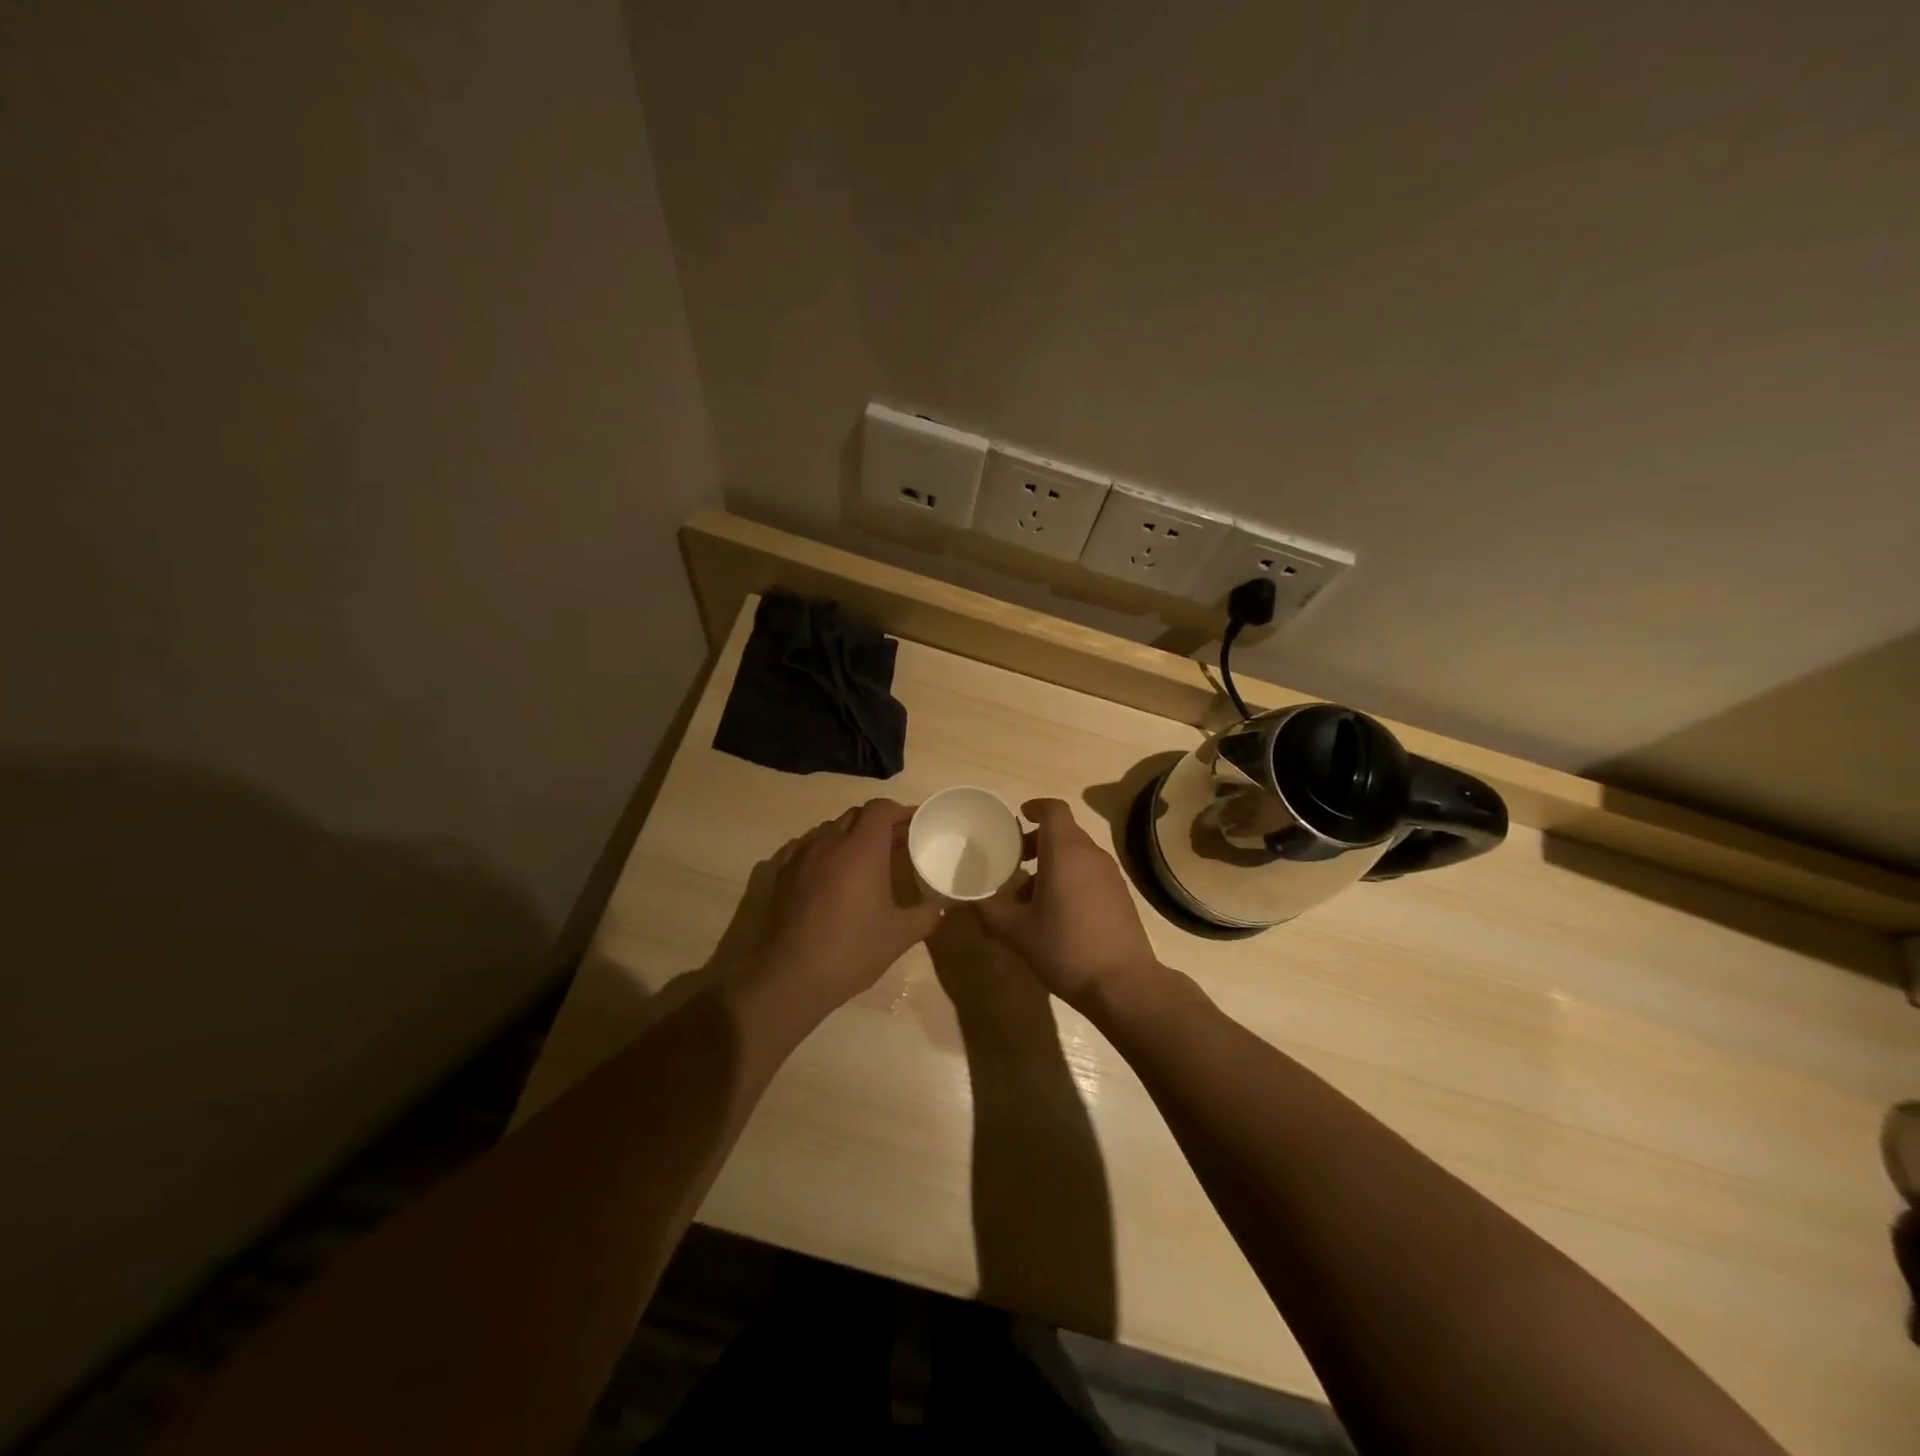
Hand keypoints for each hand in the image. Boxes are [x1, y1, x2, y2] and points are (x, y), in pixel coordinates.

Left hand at [740, 799, 942, 1020]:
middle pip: (856, 815)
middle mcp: (830, 842)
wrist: (792, 976)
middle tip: (895, 844)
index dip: (899, 811)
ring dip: (850, 835)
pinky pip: (807, 847)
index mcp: (862, 849)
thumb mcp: (901, 934)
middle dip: (877, 823)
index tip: (914, 825)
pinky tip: (831, 874)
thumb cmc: (853, 950)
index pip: (880, 808)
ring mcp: (801, 856)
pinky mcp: (782, 872)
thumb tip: (944, 901)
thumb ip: (928, 912)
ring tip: (864, 860)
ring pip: (830, 829)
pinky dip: (825, 850)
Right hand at [975, 798, 1161, 1008]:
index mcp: (1065, 852)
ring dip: (1052, 864)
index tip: (1019, 817)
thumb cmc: (1065, 949)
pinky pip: (1090, 873)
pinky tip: (1056, 913)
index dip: (1036, 807)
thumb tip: (970, 902)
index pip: (1054, 810)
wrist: (1122, 984)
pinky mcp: (1121, 896)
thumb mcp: (1017, 933)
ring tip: (1028, 896)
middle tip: (1014, 861)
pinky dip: (1070, 879)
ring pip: (1077, 855)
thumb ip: (990, 912)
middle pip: (1064, 832)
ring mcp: (1110, 875)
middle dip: (1037, 842)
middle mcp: (1091, 855)